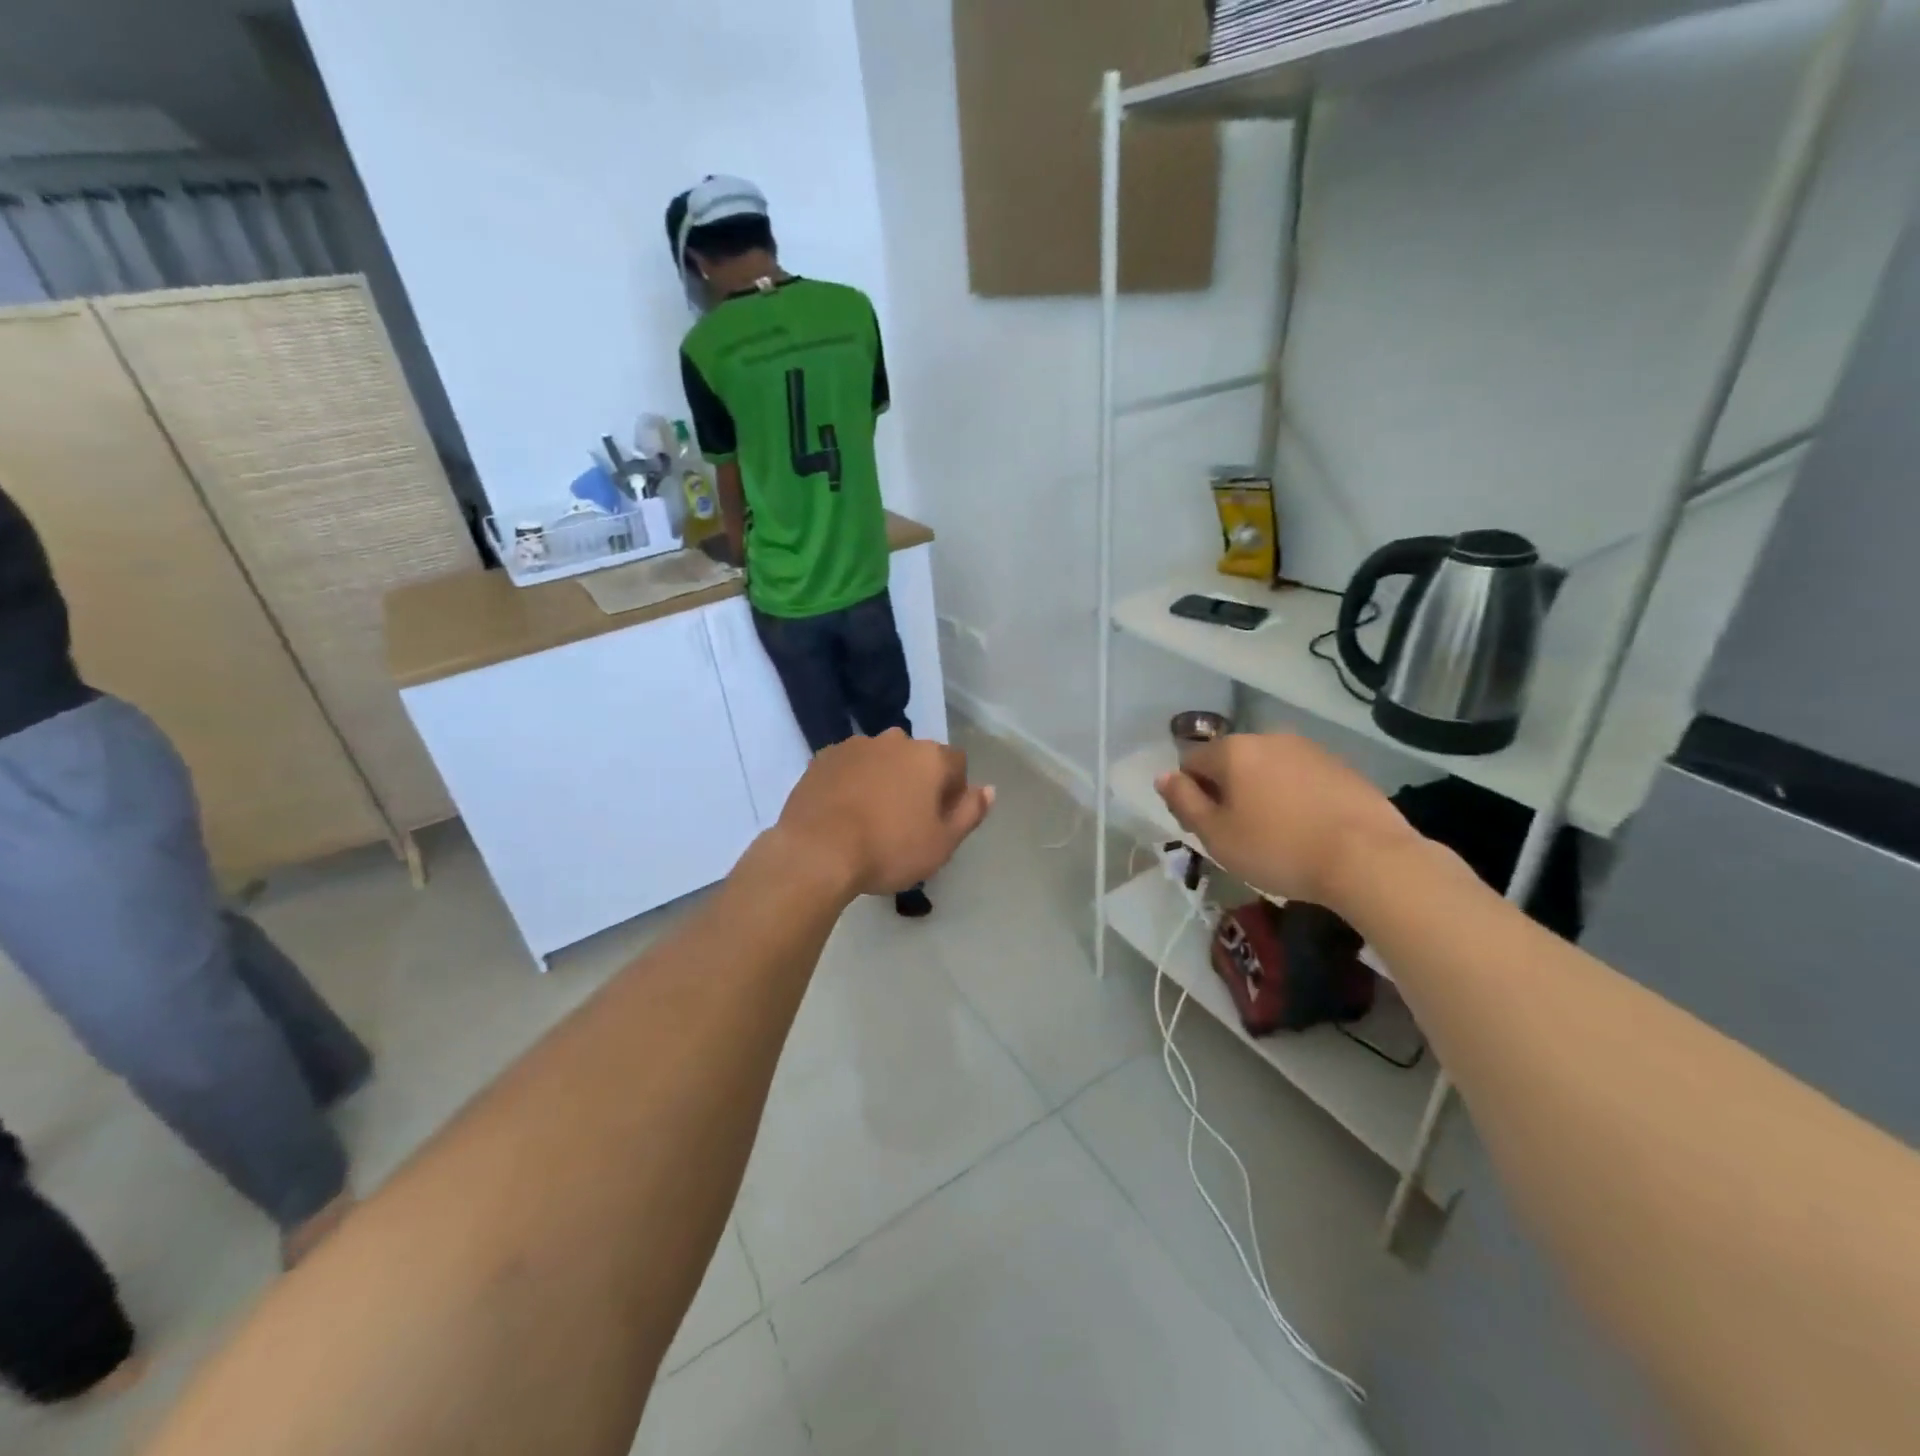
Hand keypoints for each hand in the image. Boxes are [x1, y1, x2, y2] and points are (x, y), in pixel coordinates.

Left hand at [778, 730, 994, 895]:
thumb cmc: (889, 849)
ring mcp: (855, 745)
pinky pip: (850, 766)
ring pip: (881, 759)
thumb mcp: (942, 843)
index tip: (940, 820)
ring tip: (871, 816)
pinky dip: (852, 781)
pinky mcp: (823, 757)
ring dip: (883, 778)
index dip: (953, 791)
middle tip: (906, 820)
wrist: (816, 851)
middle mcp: (895, 740)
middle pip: (917, 758)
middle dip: (917, 781)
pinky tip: (844, 812)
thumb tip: (989, 789)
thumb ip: (970, 812)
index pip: (956, 764)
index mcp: (929, 757)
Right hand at [1156, 733, 1418, 909]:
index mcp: (1233, 751)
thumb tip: (1163, 777)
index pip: (1191, 763)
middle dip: (1227, 792)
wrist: (1369, 858)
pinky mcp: (1341, 766)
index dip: (1190, 796)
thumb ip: (1184, 802)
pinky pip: (1300, 778)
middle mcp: (1269, 738)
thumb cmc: (1279, 849)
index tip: (1206, 829)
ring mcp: (1309, 749)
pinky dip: (1294, 797)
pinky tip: (1308, 829)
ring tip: (1276, 834)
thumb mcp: (1217, 835)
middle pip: (1230, 762)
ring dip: (1261, 793)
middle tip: (1238, 835)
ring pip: (1267, 769)